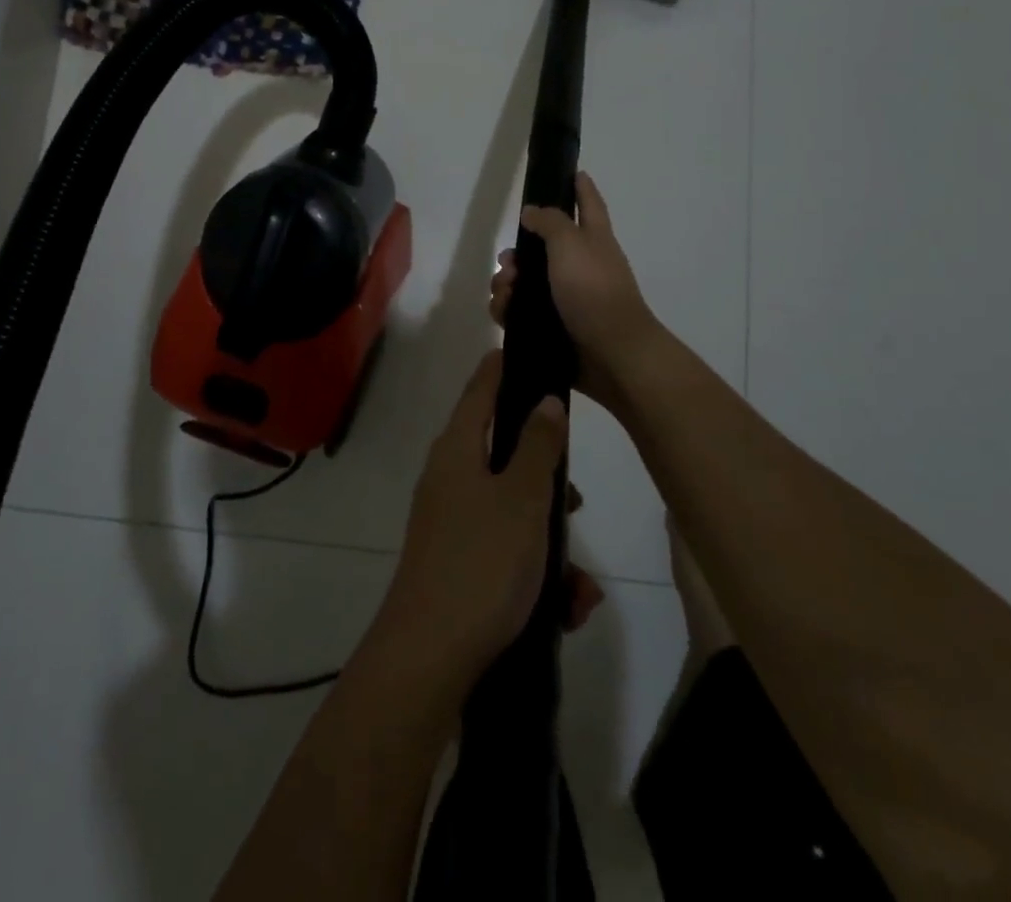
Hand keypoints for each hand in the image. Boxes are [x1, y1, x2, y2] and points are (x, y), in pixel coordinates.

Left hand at [379, 351, 603, 688]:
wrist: (429, 659)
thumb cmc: (482, 563)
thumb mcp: (522, 499)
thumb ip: (538, 446)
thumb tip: (545, 398)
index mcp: (457, 450)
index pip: (480, 390)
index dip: (502, 369)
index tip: (526, 351)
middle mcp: (448, 479)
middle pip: (503, 454)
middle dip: (546, 477)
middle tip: (576, 497)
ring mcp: (450, 524)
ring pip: (512, 512)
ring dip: (550, 541)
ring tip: (581, 585)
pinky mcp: (458, 565)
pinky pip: (505, 552)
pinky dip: (536, 573)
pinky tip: (566, 609)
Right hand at [489, 171, 660, 409]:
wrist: (611, 355)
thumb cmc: (594, 291)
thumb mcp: (571, 244)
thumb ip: (550, 222)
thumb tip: (531, 212)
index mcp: (593, 240)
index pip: (588, 203)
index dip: (580, 186)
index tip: (570, 171)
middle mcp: (581, 266)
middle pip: (542, 247)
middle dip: (518, 252)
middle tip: (508, 262)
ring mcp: (567, 299)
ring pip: (526, 282)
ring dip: (506, 283)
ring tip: (505, 293)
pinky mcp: (553, 327)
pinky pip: (521, 313)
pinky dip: (508, 311)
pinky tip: (503, 313)